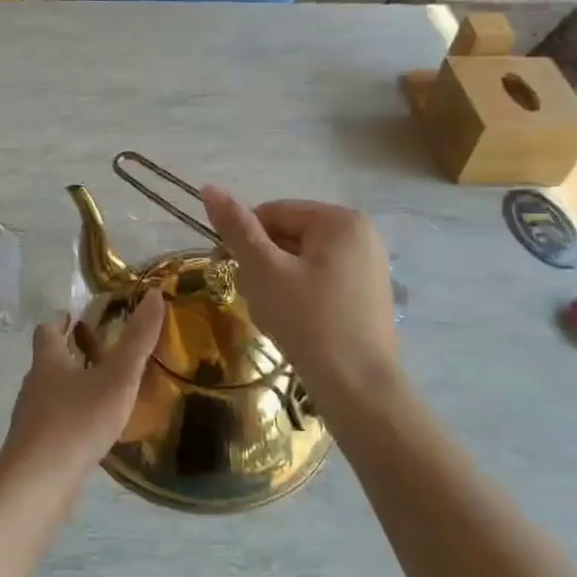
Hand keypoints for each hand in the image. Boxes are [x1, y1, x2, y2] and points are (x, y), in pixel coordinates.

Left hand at [0, 290, 165, 501]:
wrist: (38, 483)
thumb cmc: (77, 421)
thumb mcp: (117, 377)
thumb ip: (137, 339)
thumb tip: (153, 294)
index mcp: (48, 361)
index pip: (47, 331)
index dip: (59, 320)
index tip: (72, 315)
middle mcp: (34, 386)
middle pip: (47, 361)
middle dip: (69, 353)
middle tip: (98, 350)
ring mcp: (31, 419)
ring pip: (50, 393)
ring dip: (71, 386)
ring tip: (101, 390)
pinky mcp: (35, 449)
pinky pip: (55, 424)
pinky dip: (71, 418)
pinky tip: (92, 431)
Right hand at [201, 187, 398, 405]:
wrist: (359, 389)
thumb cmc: (308, 322)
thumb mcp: (264, 271)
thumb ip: (237, 228)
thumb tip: (208, 187)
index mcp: (340, 220)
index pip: (273, 212)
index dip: (245, 240)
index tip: (231, 271)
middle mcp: (361, 235)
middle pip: (289, 236)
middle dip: (263, 264)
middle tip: (255, 299)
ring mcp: (368, 267)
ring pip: (301, 262)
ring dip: (276, 283)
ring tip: (273, 316)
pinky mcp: (366, 296)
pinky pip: (319, 282)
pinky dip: (298, 297)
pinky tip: (293, 325)